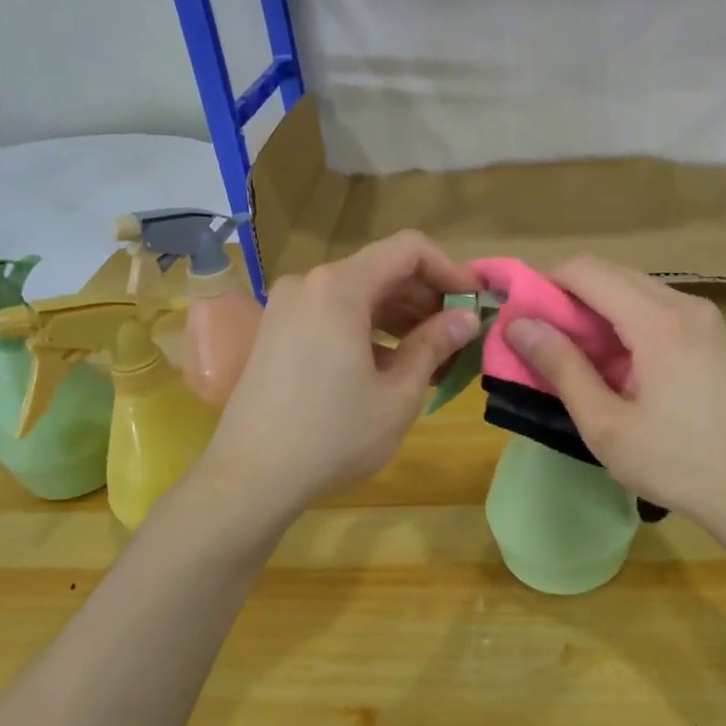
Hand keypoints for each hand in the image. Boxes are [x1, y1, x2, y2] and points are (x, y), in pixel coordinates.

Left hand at [200, 232, 479, 516]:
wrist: (250, 476)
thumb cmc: (333, 435)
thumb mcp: (398, 394)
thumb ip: (435, 345)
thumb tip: (467, 318)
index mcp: (340, 288)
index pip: (408, 249)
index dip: (449, 269)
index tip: (474, 303)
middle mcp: (310, 284)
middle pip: (382, 270)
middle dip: (427, 297)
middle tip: (459, 335)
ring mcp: (288, 306)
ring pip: (359, 294)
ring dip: (400, 317)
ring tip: (432, 356)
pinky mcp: (277, 332)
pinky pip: (334, 314)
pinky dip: (369, 329)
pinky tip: (390, 366)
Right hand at [503, 257, 725, 536]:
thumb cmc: (675, 464)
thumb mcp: (605, 424)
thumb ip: (561, 367)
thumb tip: (519, 324)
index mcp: (659, 322)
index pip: (587, 271)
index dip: (546, 284)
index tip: (525, 319)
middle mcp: (687, 305)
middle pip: (612, 274)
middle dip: (571, 298)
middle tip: (548, 343)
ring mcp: (708, 319)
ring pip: (637, 290)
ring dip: (600, 312)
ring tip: (584, 360)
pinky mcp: (717, 337)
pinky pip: (661, 310)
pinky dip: (629, 323)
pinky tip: (624, 368)